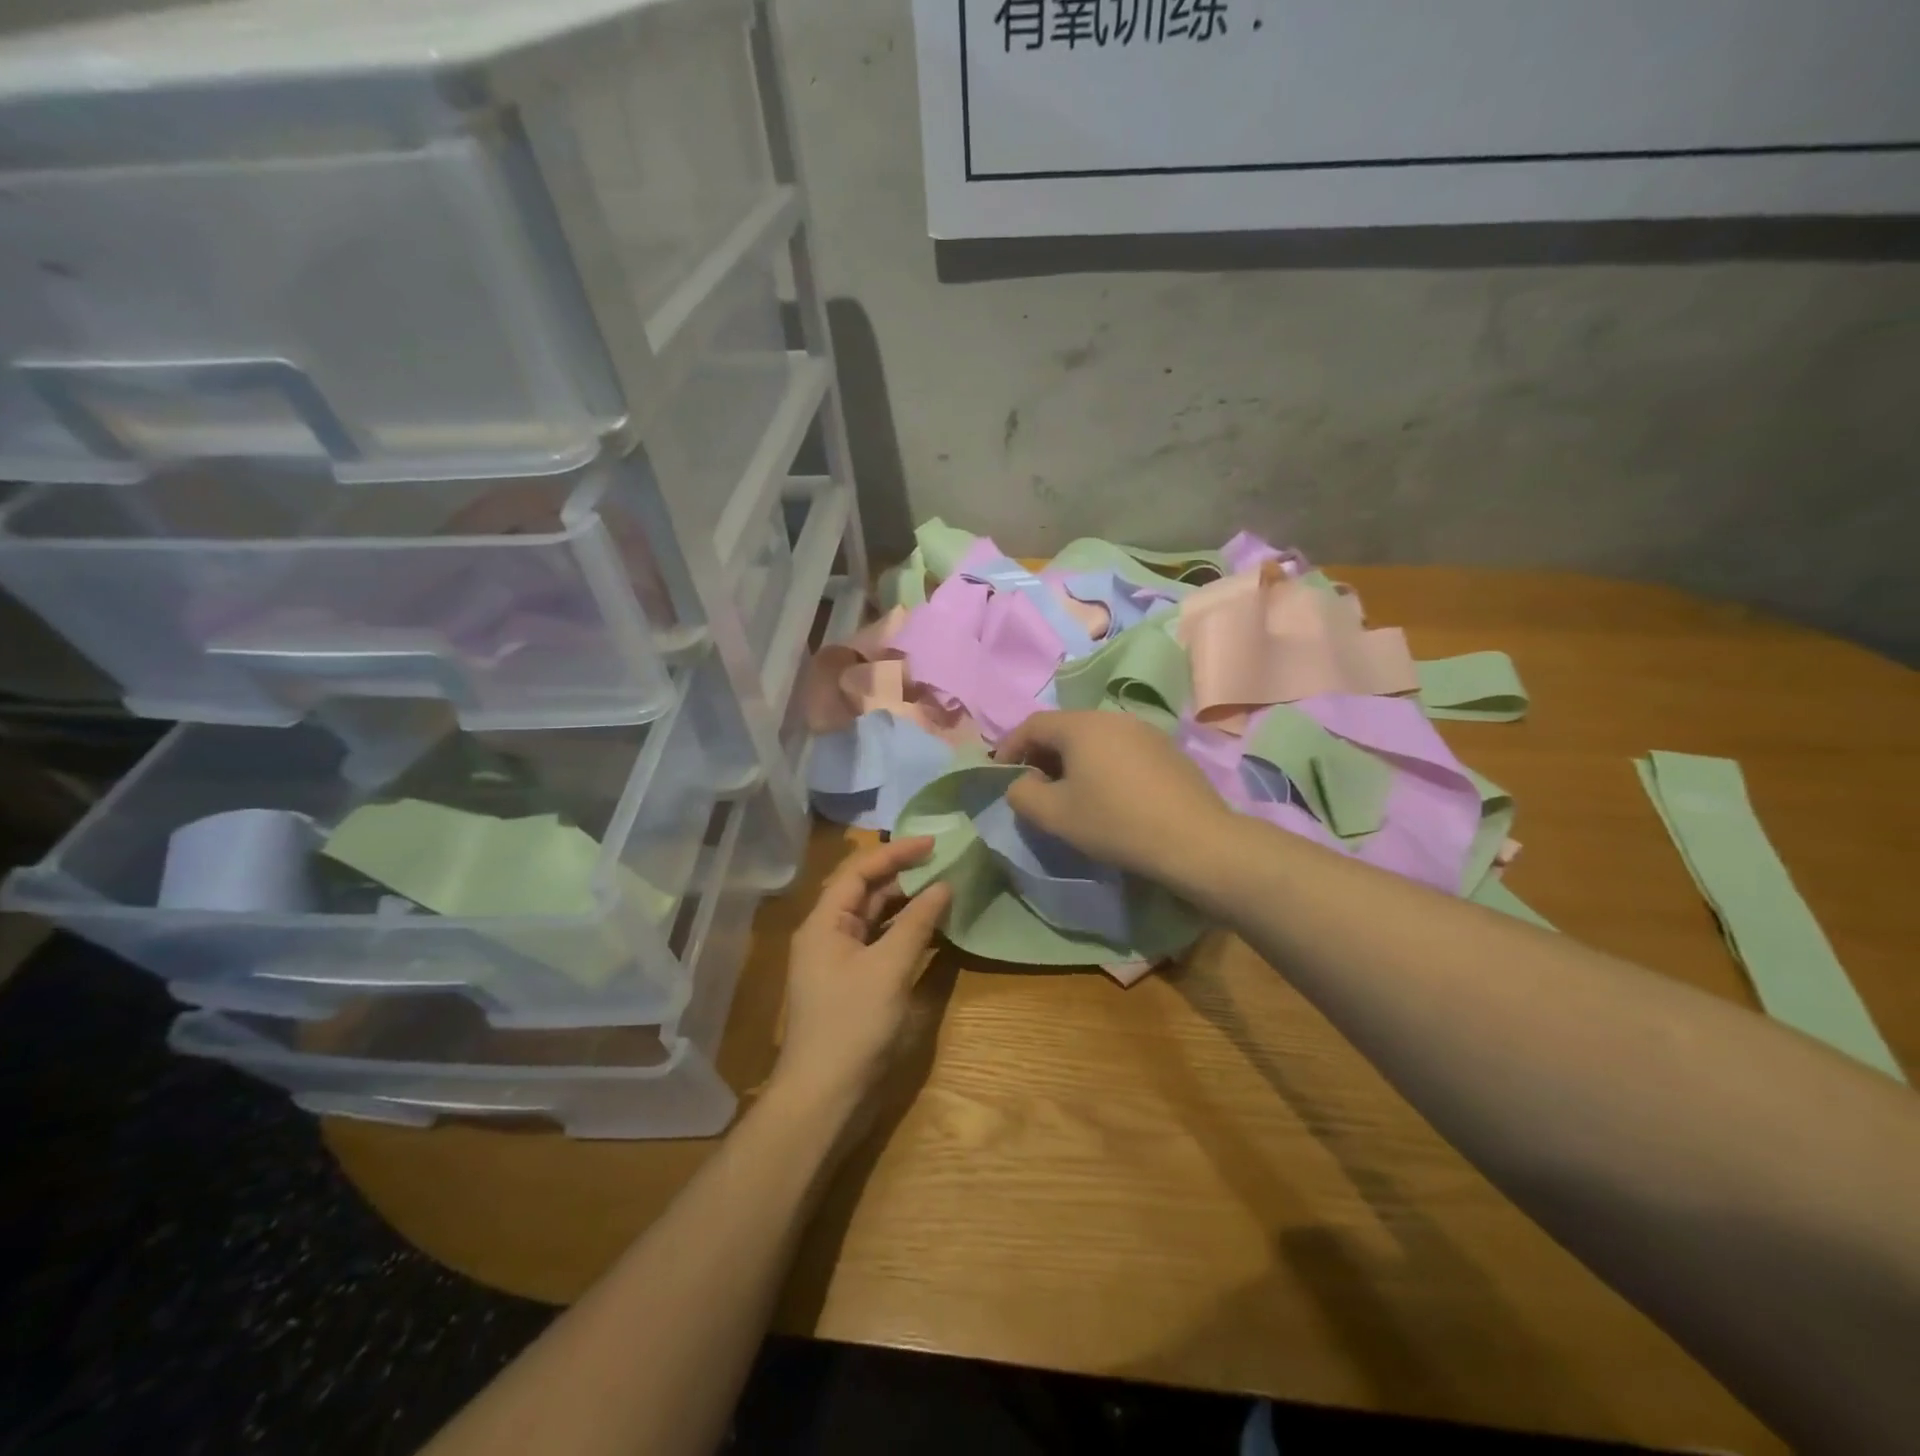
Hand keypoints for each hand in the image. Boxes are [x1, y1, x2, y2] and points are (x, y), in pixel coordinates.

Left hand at [774, 838, 953, 1114]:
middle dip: (904, 875)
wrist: (823, 1098)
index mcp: (825, 922)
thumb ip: (918, 923)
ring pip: (875, 919)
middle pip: (866, 892)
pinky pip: (880, 945)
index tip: (934, 843)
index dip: (896, 852)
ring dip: (907, 904)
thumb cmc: (852, 1025)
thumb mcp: (889, 969)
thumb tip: (944, 885)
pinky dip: (905, 934)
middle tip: (945, 863)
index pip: (860, 871)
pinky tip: (933, 931)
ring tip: (945, 889)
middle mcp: (828, 935)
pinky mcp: (854, 984)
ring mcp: (840, 961)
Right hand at [996, 711, 1230, 881]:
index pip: (1032, 724)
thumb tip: (1022, 783)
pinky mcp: (1166, 750)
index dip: (1010, 747)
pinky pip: (1120, 749)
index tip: (1001, 773)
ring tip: (1069, 792)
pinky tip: (1108, 795)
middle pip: (1064, 728)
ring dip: (1073, 760)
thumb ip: (1022, 794)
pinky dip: (1101, 765)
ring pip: (1094, 738)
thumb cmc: (1114, 822)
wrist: (1194, 839)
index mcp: (1081, 725)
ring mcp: (1144, 731)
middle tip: (1033, 785)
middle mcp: (1112, 717)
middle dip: (1042, 754)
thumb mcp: (1055, 815)